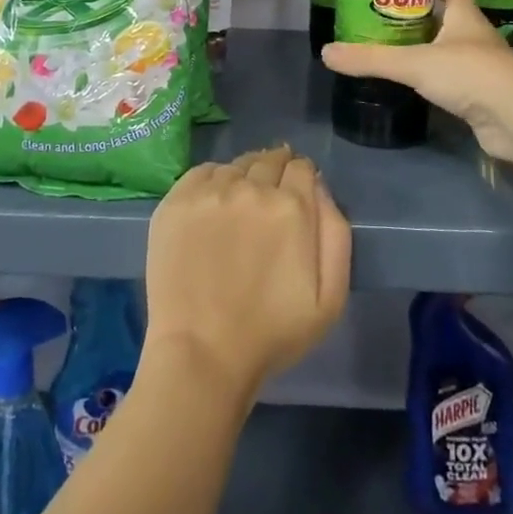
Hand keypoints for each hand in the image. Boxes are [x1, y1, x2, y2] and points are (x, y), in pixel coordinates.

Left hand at [143, 145, 350, 406]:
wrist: (202, 353)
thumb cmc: (272, 333)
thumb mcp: (330, 297)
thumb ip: (335, 234)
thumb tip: (320, 188)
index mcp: (291, 207)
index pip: (301, 167)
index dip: (302, 177)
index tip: (297, 193)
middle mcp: (251, 188)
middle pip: (269, 160)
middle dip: (275, 172)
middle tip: (270, 199)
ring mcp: (210, 192)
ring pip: (236, 165)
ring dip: (245, 176)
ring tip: (241, 204)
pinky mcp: (177, 201)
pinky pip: (203, 172)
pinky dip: (214, 180)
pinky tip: (214, 204)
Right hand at [321, 0, 512, 163]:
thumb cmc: (470, 74)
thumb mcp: (413, 62)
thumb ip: (371, 58)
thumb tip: (326, 53)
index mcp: (465, 15)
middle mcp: (475, 36)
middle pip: (447, 17)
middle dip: (420, 15)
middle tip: (384, 17)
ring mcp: (481, 67)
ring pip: (449, 49)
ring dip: (426, 47)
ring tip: (391, 47)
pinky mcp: (481, 96)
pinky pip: (452, 80)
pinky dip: (433, 79)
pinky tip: (413, 84)